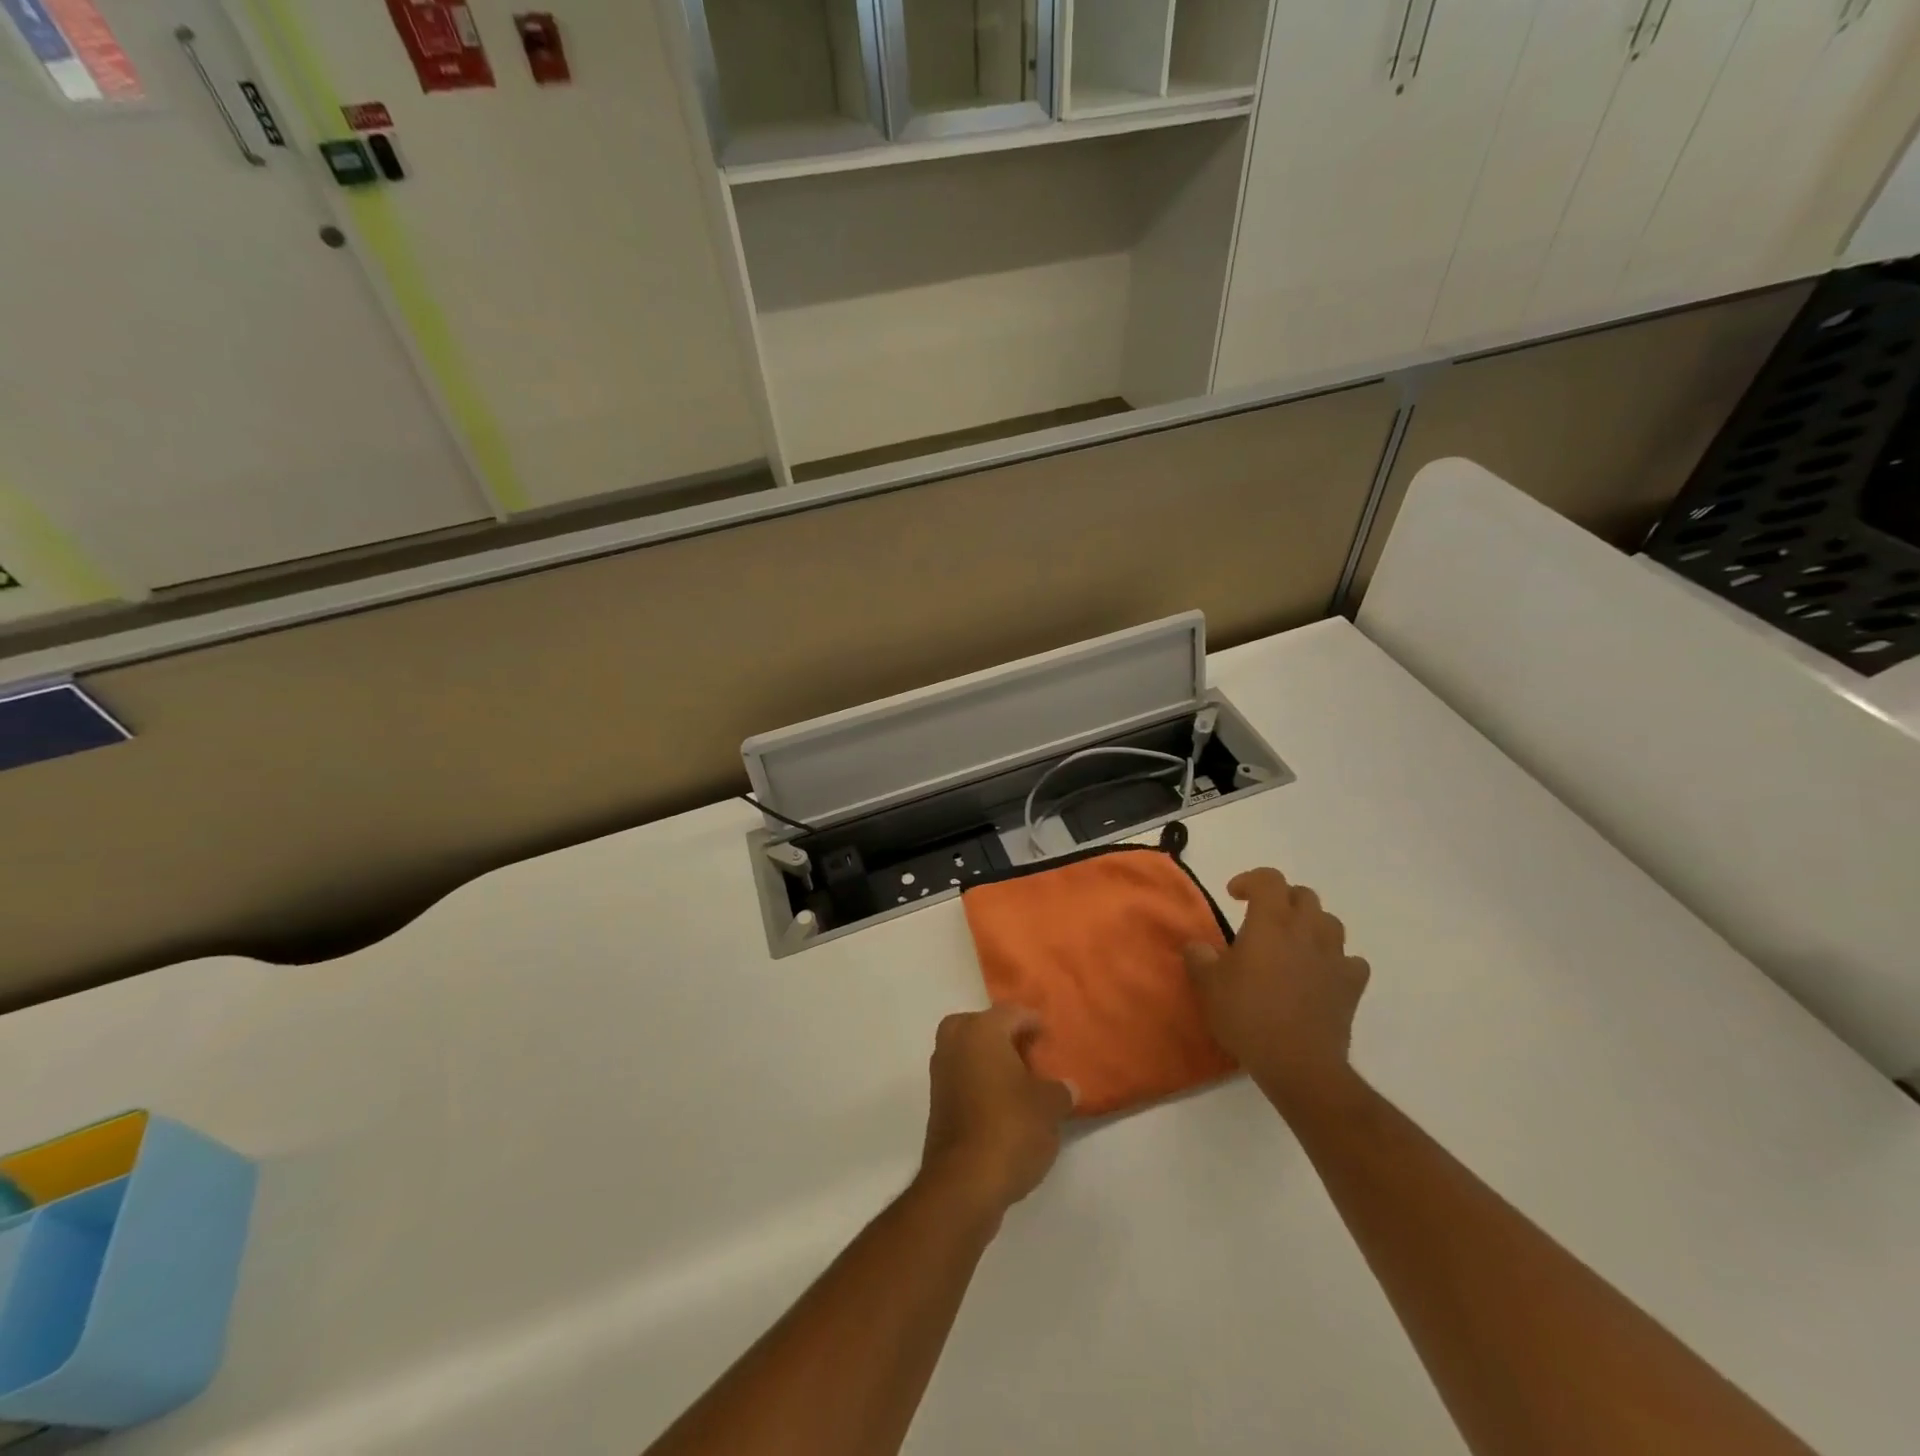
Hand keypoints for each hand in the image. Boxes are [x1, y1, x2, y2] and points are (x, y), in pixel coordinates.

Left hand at [919, 1006, 1074, 1219]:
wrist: (964, 1182)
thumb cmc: (1011, 1128)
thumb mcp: (1049, 1107)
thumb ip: (1060, 1091)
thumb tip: (1066, 1088)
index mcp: (981, 1031)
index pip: (1012, 1013)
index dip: (1033, 1022)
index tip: (1049, 1037)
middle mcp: (955, 1043)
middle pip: (981, 1026)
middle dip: (1004, 1036)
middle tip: (1029, 1054)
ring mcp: (940, 1073)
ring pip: (968, 1051)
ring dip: (990, 1060)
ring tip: (1019, 1082)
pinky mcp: (936, 1102)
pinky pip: (962, 1077)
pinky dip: (979, 1081)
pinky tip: (1002, 1104)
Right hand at [1182, 868, 1369, 1113]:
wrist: (1299, 1063)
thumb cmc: (1248, 1016)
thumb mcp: (1208, 986)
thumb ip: (1199, 958)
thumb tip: (1197, 946)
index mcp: (1271, 921)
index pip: (1269, 879)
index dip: (1250, 880)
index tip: (1233, 896)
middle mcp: (1307, 930)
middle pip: (1303, 895)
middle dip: (1282, 899)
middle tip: (1262, 918)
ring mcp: (1335, 957)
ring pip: (1330, 923)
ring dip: (1311, 925)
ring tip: (1292, 943)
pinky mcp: (1352, 985)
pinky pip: (1350, 961)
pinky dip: (1336, 961)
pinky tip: (1321, 974)